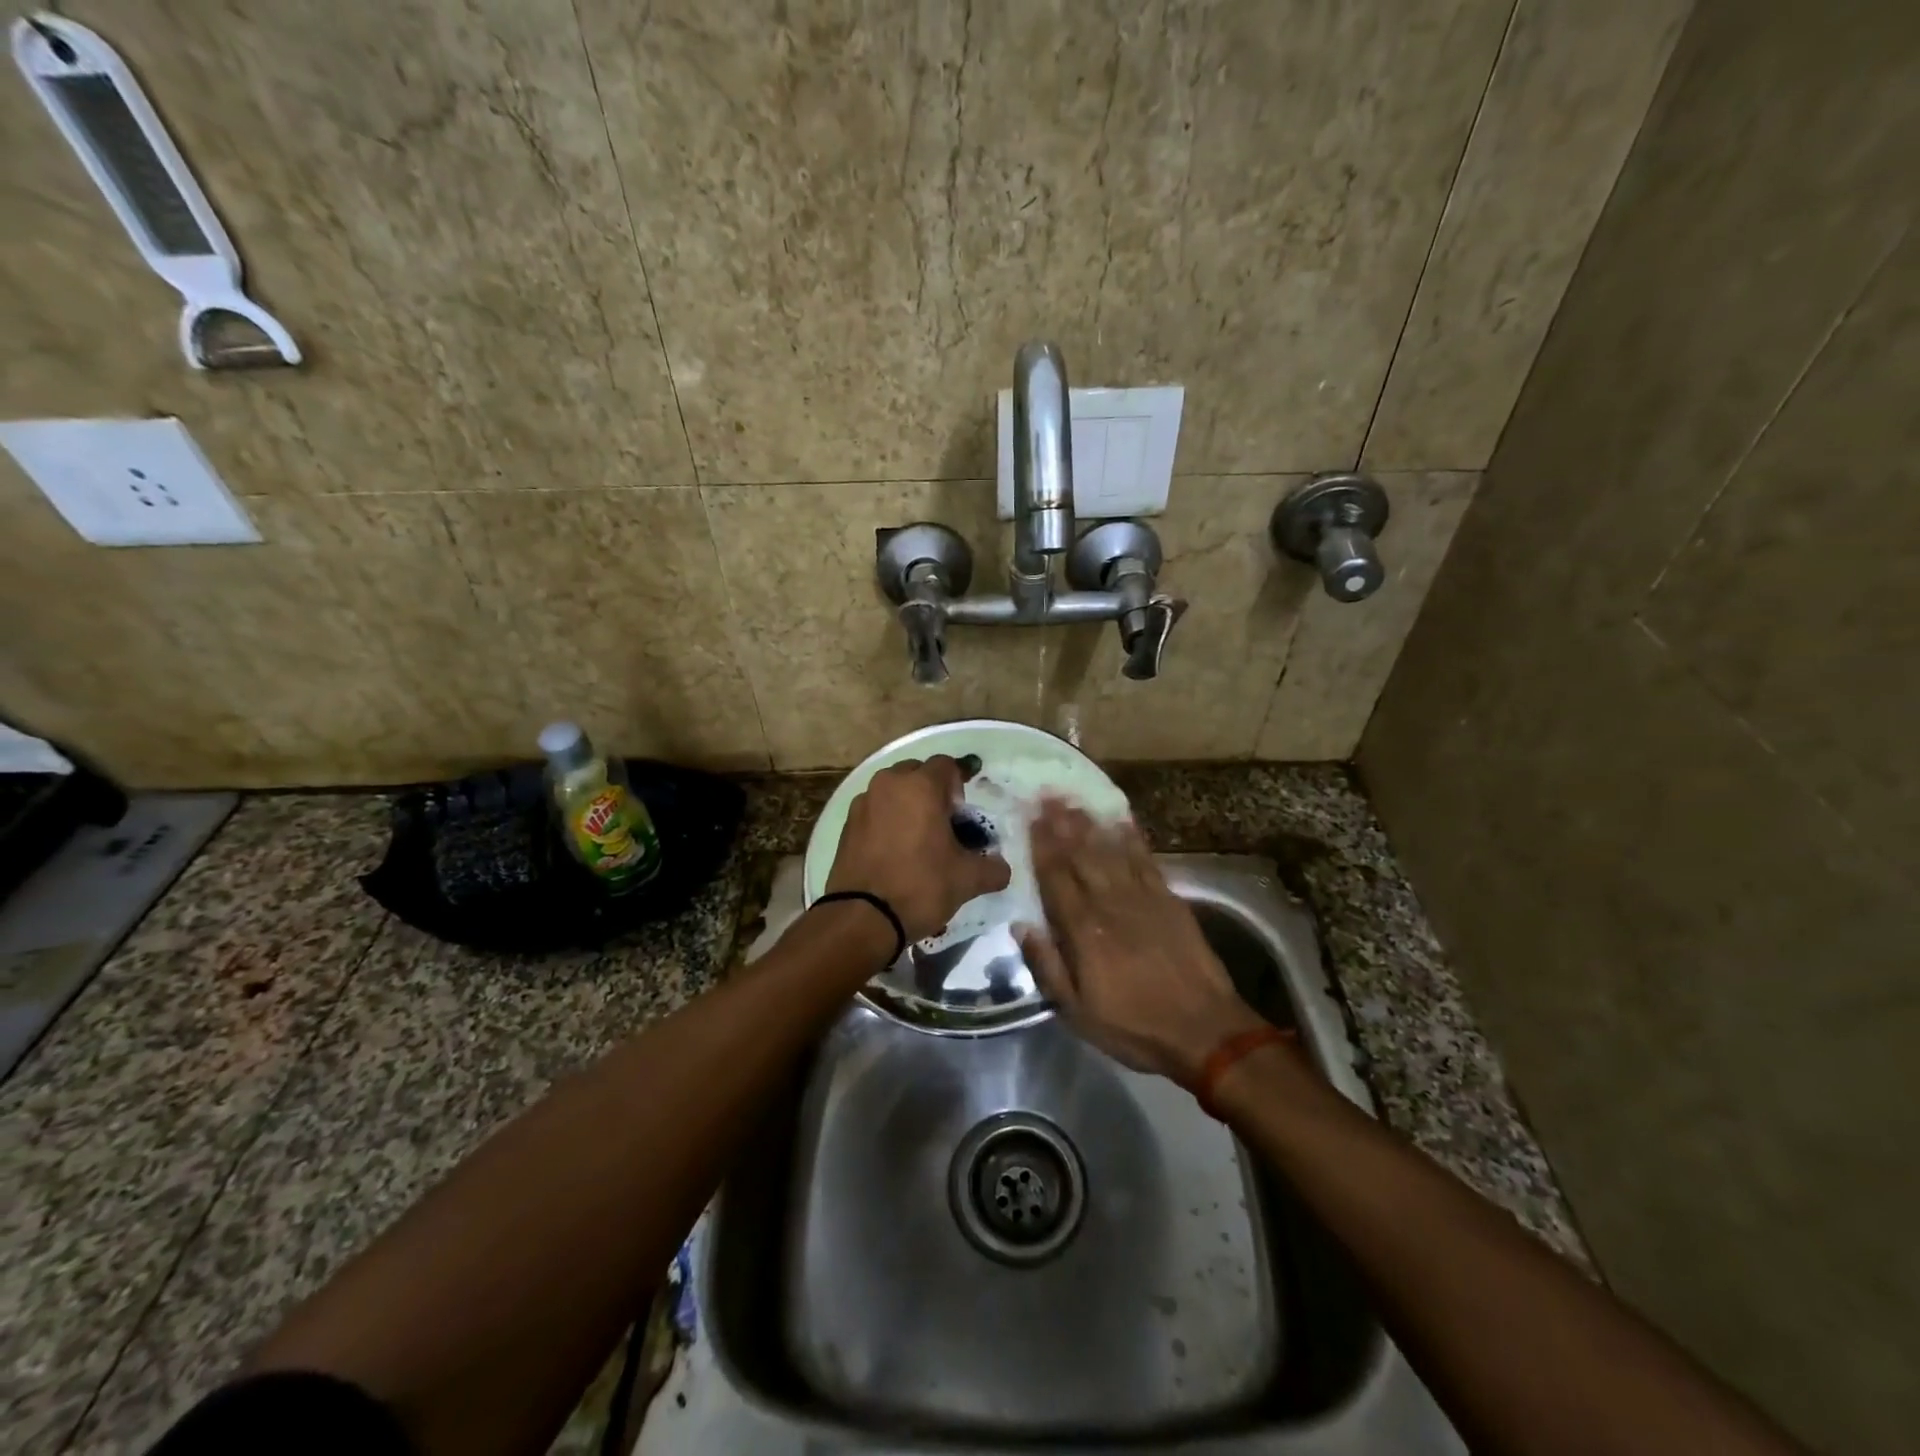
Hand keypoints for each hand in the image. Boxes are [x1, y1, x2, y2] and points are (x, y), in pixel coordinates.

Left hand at [826, 755, 1011, 942]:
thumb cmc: (920, 886)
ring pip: (892, 791)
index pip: (946, 765)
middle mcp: (888, 784)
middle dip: (932, 792)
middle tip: (942, 825)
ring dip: (907, 805)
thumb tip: (1001, 868)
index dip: (959, 785)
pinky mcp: (847, 824)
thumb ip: (993, 868)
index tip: (961, 816)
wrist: (862, 918)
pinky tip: (894, 852)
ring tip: (917, 840)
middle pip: (917, 773)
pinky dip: (886, 821)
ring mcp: (863, 802)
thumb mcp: (967, 879)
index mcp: (920, 786)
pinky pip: (874, 811)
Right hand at [1020, 799, 1264, 1082]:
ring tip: (1074, 799)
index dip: (1041, 846)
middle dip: (1062, 824)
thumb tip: (1021, 926)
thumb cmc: (1133, 1025)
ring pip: (1110, 851)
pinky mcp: (1169, 899)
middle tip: (1047, 794)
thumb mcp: (1076, 1011)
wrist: (1204, 1031)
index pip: (1056, 878)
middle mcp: (1109, 904)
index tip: (1030, 818)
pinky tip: (1121, 820)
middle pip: (1081, 856)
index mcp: (1083, 931)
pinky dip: (1132, 838)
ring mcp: (1142, 898)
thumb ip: (1047, 965)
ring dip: (1090, 823)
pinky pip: (1146, 860)